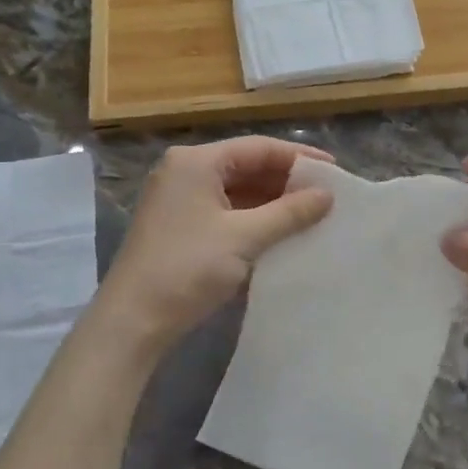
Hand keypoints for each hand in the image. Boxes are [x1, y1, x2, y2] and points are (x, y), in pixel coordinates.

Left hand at [94, 136, 334, 353]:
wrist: (133, 320)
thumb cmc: (188, 268)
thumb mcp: (244, 237)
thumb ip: (289, 213)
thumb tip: (327, 195)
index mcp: (196, 162)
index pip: (258, 148)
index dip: (299, 158)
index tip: (334, 171)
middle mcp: (185, 172)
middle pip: (246, 166)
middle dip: (286, 181)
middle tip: (327, 195)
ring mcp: (180, 200)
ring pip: (237, 191)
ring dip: (272, 202)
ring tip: (312, 214)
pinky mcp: (180, 226)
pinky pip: (226, 211)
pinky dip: (254, 219)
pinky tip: (281, 232)